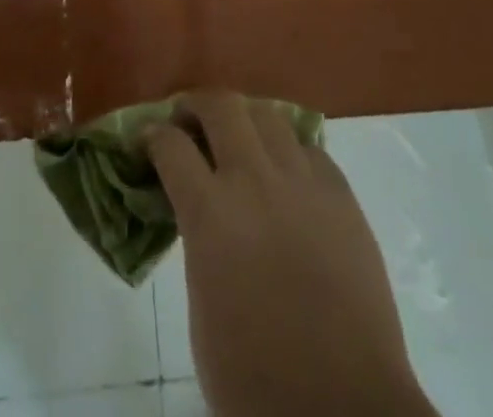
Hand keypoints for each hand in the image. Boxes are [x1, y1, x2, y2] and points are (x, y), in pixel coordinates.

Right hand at [149, 92, 434, 416]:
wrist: (346, 411)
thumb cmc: (256, 381)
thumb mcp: (201, 311)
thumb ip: (196, 241)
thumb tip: (196, 209)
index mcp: (210, 214)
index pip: (170, 144)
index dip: (152, 135)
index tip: (147, 138)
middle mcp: (254, 181)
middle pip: (220, 106)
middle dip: (196, 105)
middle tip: (188, 121)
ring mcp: (303, 183)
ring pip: (268, 115)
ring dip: (244, 119)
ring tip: (238, 138)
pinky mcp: (342, 196)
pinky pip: (309, 149)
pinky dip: (289, 152)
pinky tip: (286, 175)